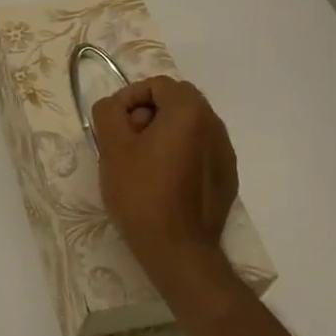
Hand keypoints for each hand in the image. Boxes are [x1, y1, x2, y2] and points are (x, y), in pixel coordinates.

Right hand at [92, 76, 239, 288]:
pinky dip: (179, 153)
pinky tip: (163, 181)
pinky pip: (199, 150)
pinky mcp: (227, 178)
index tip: (115, 124)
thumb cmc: (142, 192)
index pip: (157, 85)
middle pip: (176, 102)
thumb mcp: (111, 146)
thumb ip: (109, 111)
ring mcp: (225, 154)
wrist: (178, 250)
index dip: (130, 97)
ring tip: (141, 162)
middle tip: (127, 141)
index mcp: (190, 112)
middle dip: (147, 113)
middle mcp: (214, 126)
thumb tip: (115, 106)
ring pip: (188, 126)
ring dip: (163, 133)